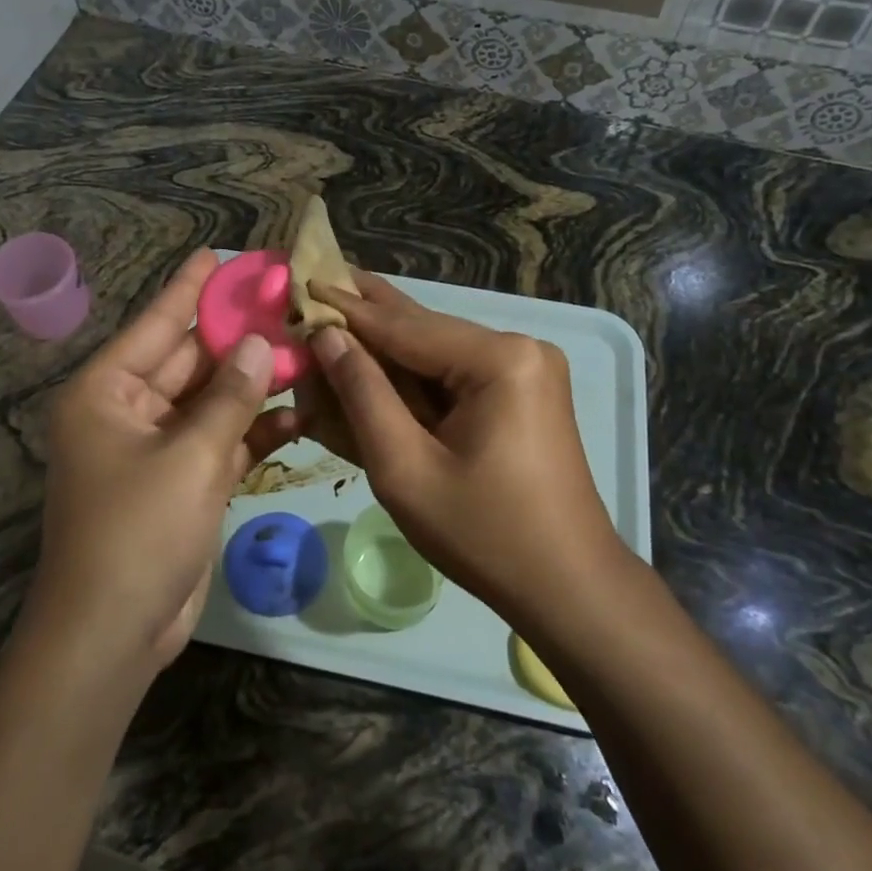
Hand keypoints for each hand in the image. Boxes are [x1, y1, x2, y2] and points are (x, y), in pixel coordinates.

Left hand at [31, 250, 299, 668]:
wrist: (115, 635)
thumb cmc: (138, 531)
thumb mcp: (190, 456)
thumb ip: (230, 397)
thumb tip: (260, 344)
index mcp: (108, 391)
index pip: (156, 324)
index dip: (189, 289)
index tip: (219, 255)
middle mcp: (131, 410)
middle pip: (191, 360)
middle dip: (238, 337)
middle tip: (286, 303)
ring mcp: (160, 447)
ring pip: (214, 400)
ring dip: (255, 383)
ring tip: (307, 350)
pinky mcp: (185, 481)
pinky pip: (224, 440)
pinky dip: (256, 430)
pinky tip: (301, 413)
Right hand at [305, 272, 622, 618]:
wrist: (569, 587)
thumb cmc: (484, 535)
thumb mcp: (406, 469)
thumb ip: (363, 395)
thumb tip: (327, 336)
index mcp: (499, 359)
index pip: (404, 326)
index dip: (347, 309)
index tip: (302, 283)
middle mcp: (519, 348)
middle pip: (424, 329)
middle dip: (366, 318)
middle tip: (315, 285)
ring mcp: (526, 368)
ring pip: (437, 350)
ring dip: (386, 347)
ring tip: (333, 320)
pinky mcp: (523, 391)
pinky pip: (456, 373)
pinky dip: (414, 375)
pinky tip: (375, 362)